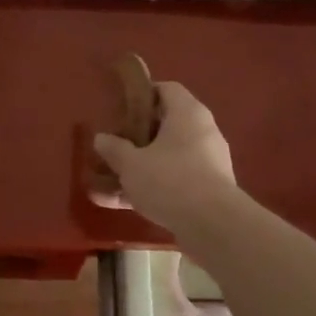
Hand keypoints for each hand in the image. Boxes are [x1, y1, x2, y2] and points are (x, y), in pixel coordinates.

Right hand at [92, 80, 238, 232]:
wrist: (214, 226)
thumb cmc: (171, 180)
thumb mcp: (132, 164)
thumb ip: (114, 149)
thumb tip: (101, 139)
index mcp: (187, 113)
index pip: (166, 89)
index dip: (142, 95)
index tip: (120, 107)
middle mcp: (202, 132)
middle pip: (166, 126)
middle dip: (137, 137)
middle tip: (113, 144)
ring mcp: (208, 163)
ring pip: (166, 158)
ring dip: (139, 168)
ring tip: (107, 180)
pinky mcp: (207, 191)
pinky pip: (173, 183)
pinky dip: (150, 190)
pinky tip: (120, 205)